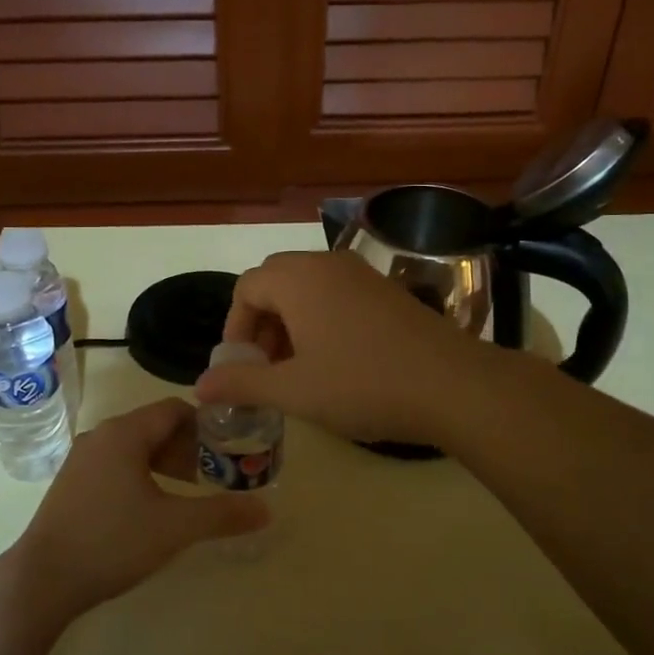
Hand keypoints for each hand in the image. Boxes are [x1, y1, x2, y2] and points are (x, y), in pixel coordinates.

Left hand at [9, 399, 267, 622]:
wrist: (43, 580)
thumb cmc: (112, 542)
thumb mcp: (175, 528)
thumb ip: (222, 514)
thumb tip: (267, 509)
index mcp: (124, 433)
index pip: (174, 409)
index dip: (206, 423)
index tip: (230, 446)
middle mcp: (101, 436)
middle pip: (155, 427)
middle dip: (188, 446)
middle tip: (215, 473)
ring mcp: (82, 459)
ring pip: (135, 447)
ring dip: (166, 462)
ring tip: (189, 490)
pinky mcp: (72, 483)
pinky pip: (116, 464)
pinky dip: (141, 474)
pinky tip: (152, 506)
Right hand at [194, 250, 493, 444]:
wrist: (453, 385)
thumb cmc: (363, 384)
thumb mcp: (294, 390)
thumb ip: (242, 384)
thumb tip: (200, 386)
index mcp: (298, 279)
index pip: (246, 288)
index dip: (234, 327)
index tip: (241, 367)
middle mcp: (327, 264)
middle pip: (274, 282)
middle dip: (261, 324)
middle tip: (266, 367)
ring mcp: (361, 274)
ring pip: (307, 289)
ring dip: (290, 323)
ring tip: (298, 369)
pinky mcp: (386, 291)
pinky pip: (336, 295)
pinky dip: (320, 320)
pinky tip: (335, 362)